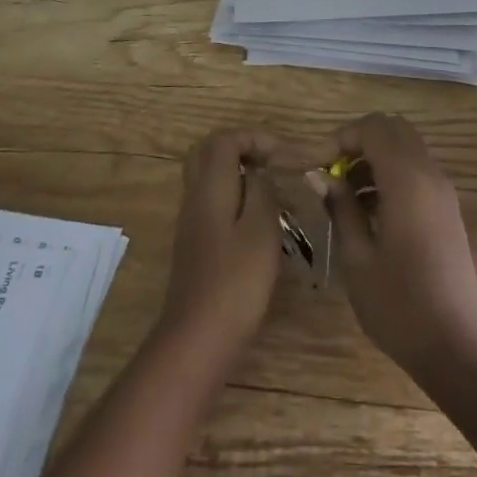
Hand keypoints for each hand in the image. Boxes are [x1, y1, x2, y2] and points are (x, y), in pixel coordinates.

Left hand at [158, 128, 283, 360]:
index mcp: (210, 187)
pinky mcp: (196, 245)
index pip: (224, 139)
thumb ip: (262, 191)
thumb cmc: (236, 282)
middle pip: (209, 153)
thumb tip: (259, 172)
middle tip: (272, 162)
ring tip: (273, 192)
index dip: (254, 137)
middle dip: (242, 149)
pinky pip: (213, 202)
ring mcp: (191, 222)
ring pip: (209, 178)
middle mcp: (195, 197)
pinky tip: (260, 222)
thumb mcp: (261, 230)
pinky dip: (235, 198)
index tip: (284, 154)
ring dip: (240, 174)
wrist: (198, 339)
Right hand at [308, 113, 476, 377]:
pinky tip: (372, 213)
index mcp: (407, 180)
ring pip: (407, 148)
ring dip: (376, 158)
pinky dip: (392, 174)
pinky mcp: (447, 209)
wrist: (455, 346)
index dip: (342, 137)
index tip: (320, 166)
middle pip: (394, 129)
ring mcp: (443, 191)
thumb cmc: (398, 304)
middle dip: (361, 141)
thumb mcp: (357, 258)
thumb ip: (340, 208)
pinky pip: (417, 171)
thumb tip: (322, 177)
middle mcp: (429, 175)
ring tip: (348, 198)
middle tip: (335, 173)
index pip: (374, 128)